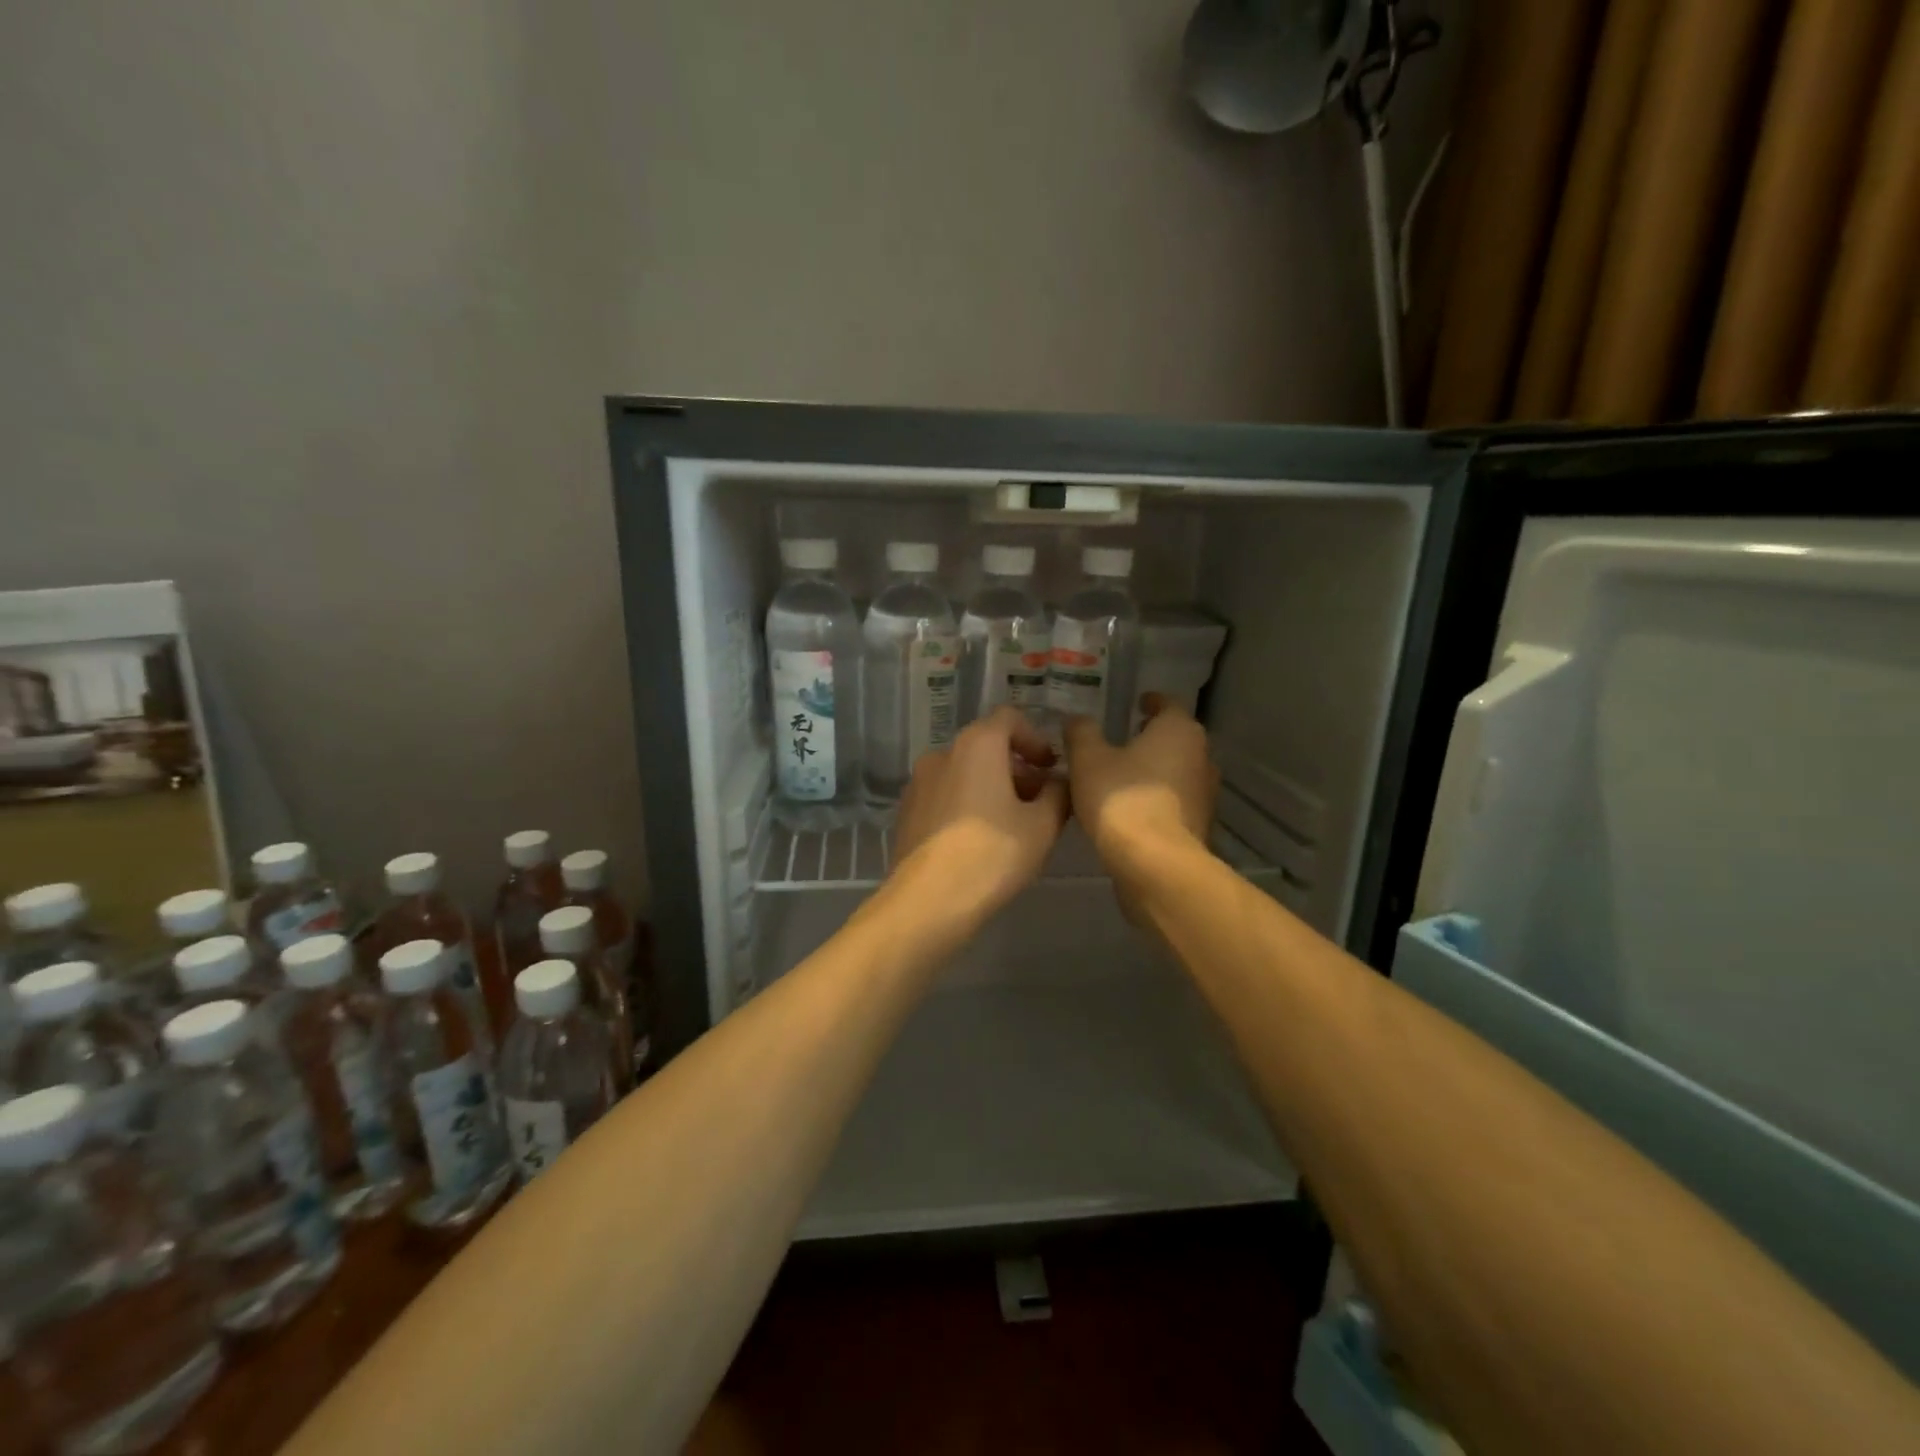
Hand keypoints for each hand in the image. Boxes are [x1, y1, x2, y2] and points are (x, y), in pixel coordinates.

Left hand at [890, 706, 1069, 924]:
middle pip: (986, 746)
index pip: (1009, 718)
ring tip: (1014, 824)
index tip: (1051, 767)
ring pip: (964, 772)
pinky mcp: (907, 812)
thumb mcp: (1042, 825)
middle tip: (1040, 801)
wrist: (928, 900)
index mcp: (976, 745)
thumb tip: (1058, 782)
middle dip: (1016, 768)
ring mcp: (918, 783)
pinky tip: (981, 840)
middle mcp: (942, 753)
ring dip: (992, 786)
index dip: (1035, 738)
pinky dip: (967, 803)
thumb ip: (1058, 794)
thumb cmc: (993, 854)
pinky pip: (945, 795)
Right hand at [1063, 694, 1218, 891]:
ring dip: (1154, 770)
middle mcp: (1201, 756)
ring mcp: (1205, 793)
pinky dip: (1156, 798)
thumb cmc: (1122, 799)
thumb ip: (1081, 733)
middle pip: (1176, 738)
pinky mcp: (1199, 825)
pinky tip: (1130, 809)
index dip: (1150, 701)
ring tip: (1122, 776)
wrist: (1155, 864)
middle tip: (1123, 738)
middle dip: (1152, 737)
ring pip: (1177, 771)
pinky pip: (1174, 801)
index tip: (1137, 703)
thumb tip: (1076, 719)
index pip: (1167, 703)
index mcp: (1179, 730)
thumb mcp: (1087, 759)